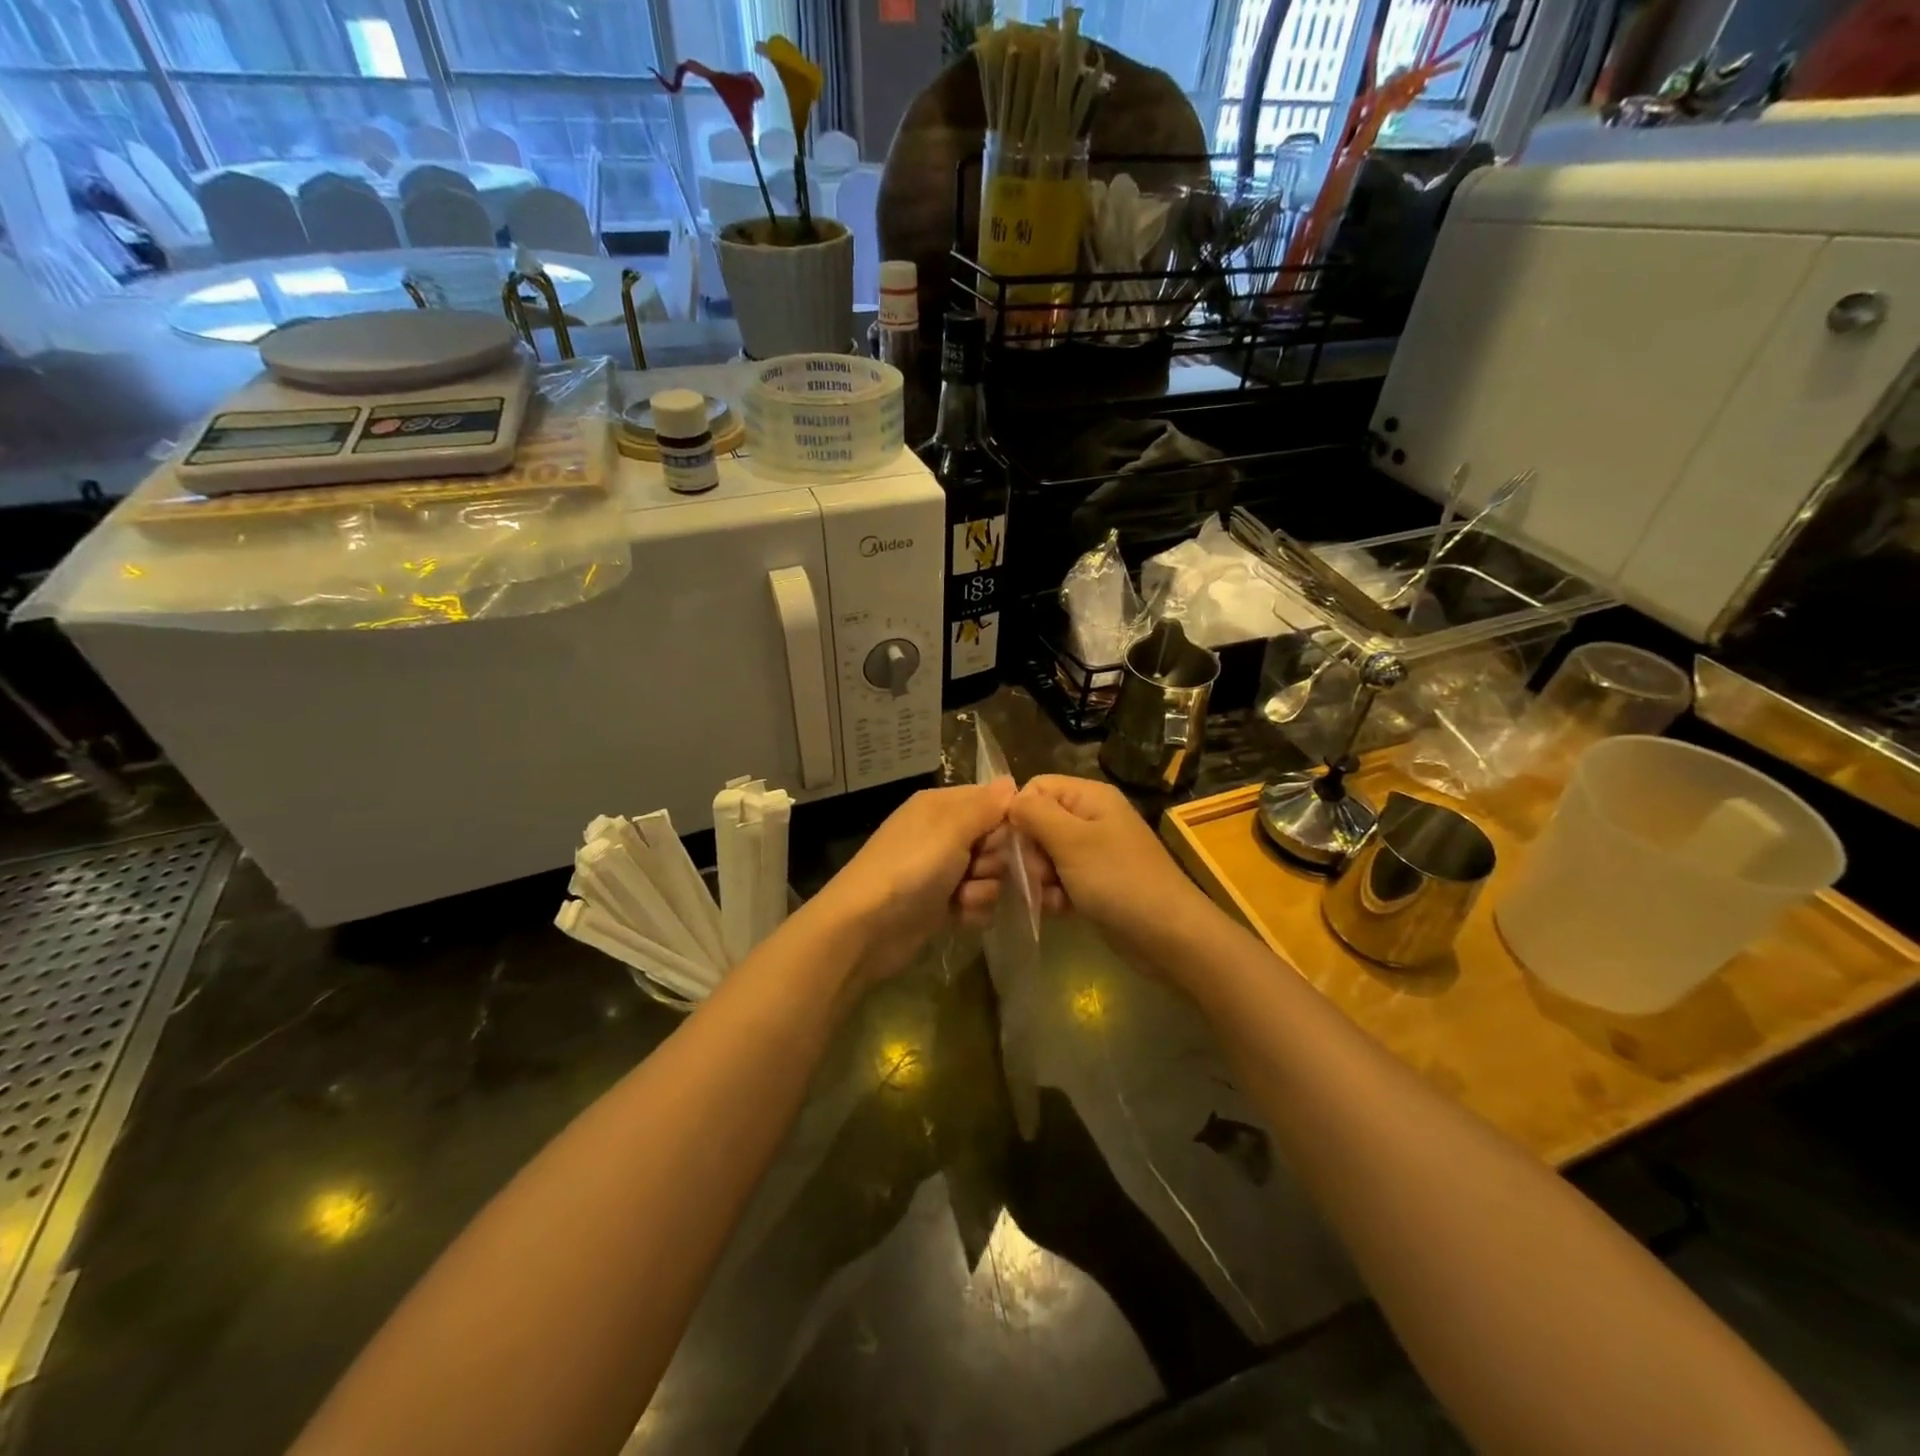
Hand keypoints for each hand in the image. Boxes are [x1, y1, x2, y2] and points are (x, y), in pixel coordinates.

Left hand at [811, 781, 1016, 982]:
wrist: (865, 928)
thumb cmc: (910, 868)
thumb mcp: (950, 829)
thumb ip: (985, 806)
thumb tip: (1010, 782)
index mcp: (942, 807)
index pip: (991, 802)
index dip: (1006, 821)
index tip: (1011, 839)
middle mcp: (943, 835)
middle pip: (996, 841)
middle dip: (995, 860)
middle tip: (977, 869)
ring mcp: (942, 871)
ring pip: (990, 875)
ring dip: (984, 890)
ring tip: (962, 898)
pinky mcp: (942, 905)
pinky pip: (978, 902)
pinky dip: (973, 911)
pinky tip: (959, 916)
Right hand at [1009, 775, 1217, 967]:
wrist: (1168, 935)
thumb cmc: (1118, 880)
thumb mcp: (1072, 841)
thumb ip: (1035, 814)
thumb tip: (1009, 799)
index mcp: (1089, 797)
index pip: (1036, 788)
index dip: (1019, 812)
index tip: (1013, 844)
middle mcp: (1091, 817)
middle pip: (1038, 822)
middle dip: (1029, 851)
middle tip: (1037, 876)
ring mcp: (1094, 851)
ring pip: (1046, 854)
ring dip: (1040, 878)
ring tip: (1050, 898)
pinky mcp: (1094, 882)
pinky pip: (1060, 879)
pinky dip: (1055, 894)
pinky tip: (1060, 910)